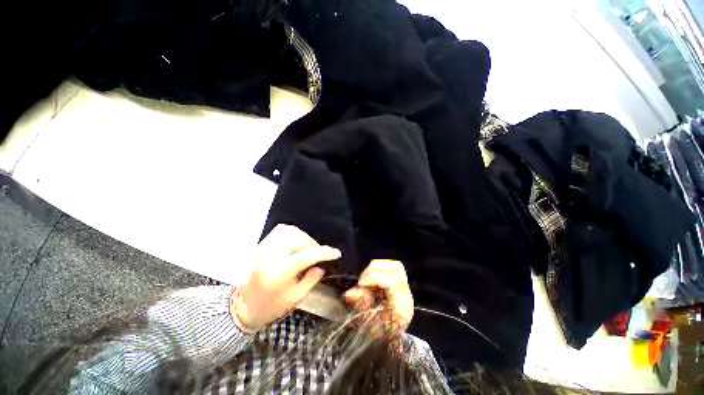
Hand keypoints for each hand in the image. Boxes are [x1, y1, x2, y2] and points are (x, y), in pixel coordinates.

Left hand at [233, 224, 340, 330]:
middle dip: (313, 245)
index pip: (307, 256)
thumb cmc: (271, 307)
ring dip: (304, 237)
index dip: (325, 252)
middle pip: (299, 239)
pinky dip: (292, 233)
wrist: (243, 307)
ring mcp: (264, 248)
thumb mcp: (295, 298)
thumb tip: (321, 264)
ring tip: (308, 247)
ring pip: (290, 231)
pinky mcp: (261, 245)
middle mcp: (271, 256)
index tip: (337, 253)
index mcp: (279, 273)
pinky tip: (296, 241)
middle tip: (319, 253)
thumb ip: (311, 279)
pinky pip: (280, 231)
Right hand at [344, 260, 413, 331]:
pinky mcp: (400, 281)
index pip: (392, 281)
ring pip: (393, 264)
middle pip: (395, 268)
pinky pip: (390, 266)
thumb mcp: (368, 323)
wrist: (392, 340)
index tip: (360, 284)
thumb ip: (361, 305)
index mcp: (402, 306)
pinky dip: (378, 269)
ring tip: (366, 282)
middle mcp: (406, 293)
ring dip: (375, 269)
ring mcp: (405, 286)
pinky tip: (371, 280)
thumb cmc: (380, 335)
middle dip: (374, 271)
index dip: (374, 278)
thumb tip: (349, 293)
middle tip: (362, 283)